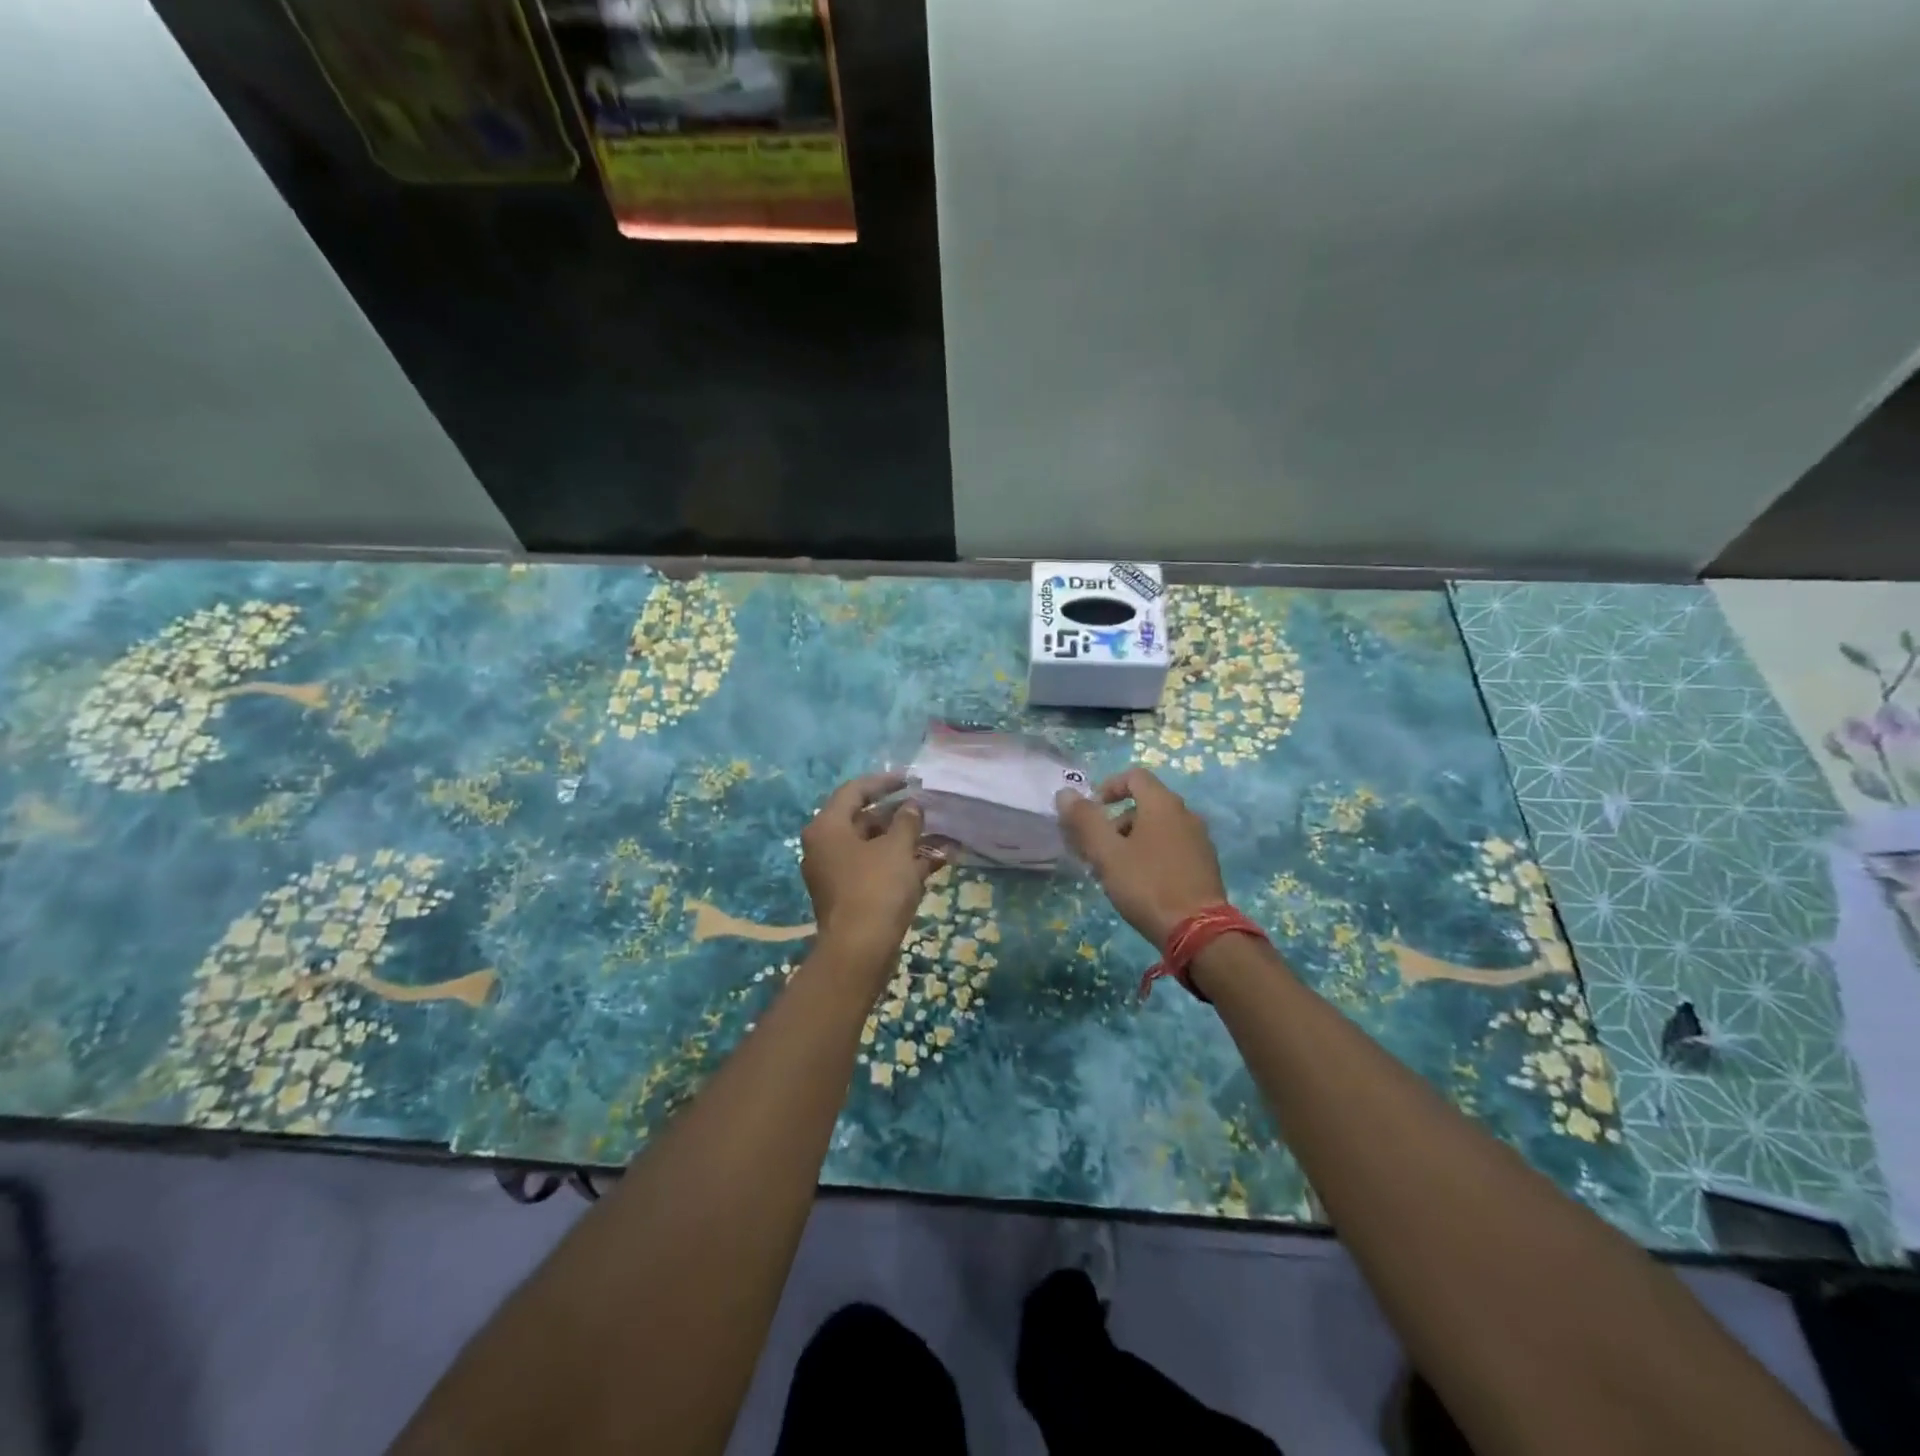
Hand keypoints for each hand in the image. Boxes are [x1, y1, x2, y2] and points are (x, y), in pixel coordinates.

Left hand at [801, 774, 935, 971]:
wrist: (860, 950)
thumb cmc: (876, 888)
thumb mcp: (897, 848)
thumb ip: (907, 821)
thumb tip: (912, 807)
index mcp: (827, 827)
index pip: (855, 791)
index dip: (884, 781)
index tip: (912, 779)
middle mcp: (826, 847)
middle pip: (864, 820)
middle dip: (899, 815)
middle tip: (928, 810)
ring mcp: (837, 874)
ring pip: (874, 847)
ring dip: (906, 841)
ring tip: (940, 836)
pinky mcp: (850, 896)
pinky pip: (877, 870)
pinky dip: (902, 864)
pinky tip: (935, 862)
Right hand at [1056, 767, 1228, 948]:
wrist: (1198, 932)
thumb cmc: (1147, 885)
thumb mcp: (1107, 853)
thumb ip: (1084, 820)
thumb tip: (1066, 793)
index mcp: (1163, 804)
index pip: (1134, 776)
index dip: (1108, 787)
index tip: (1090, 812)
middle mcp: (1185, 814)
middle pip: (1144, 804)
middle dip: (1114, 822)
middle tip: (1095, 850)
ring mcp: (1199, 840)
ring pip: (1157, 828)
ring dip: (1130, 840)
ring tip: (1113, 871)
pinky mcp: (1204, 865)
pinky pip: (1171, 847)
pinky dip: (1150, 854)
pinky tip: (1138, 883)